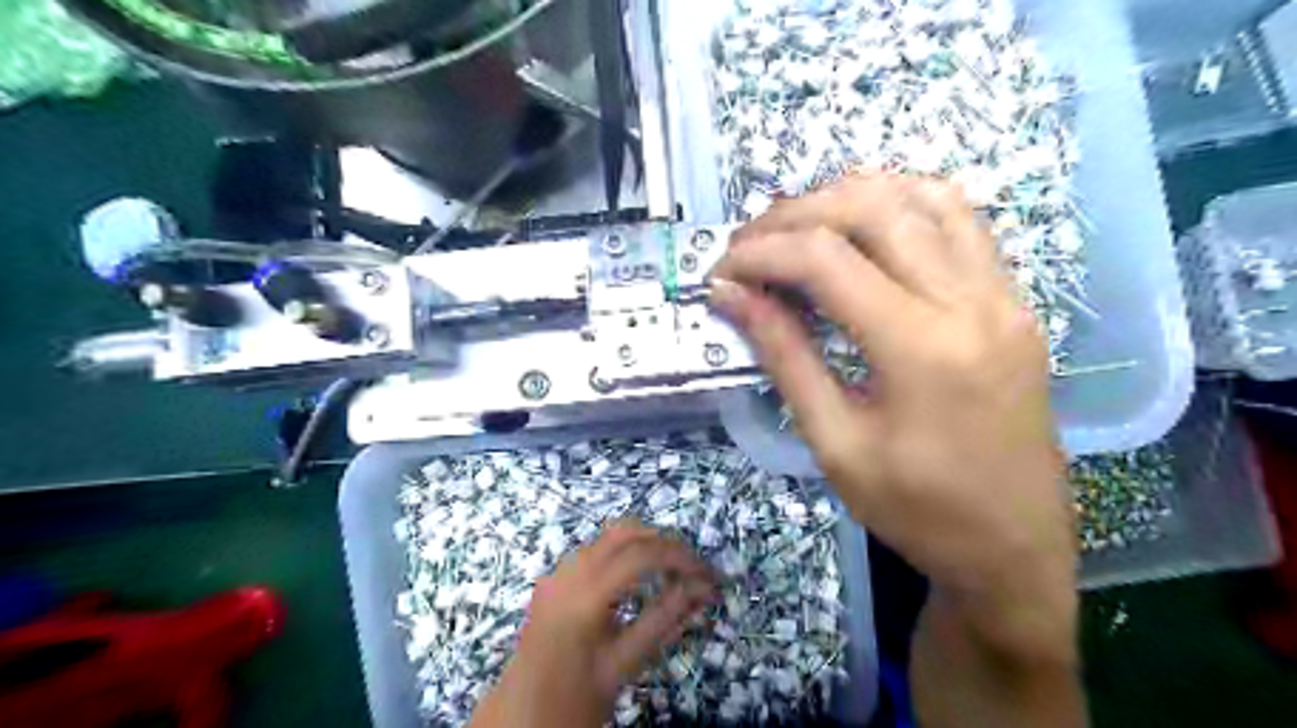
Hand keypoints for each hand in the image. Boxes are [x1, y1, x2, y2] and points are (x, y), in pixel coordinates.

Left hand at [471, 519, 713, 725]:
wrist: (520, 715)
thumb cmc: (574, 698)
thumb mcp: (624, 664)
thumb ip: (664, 620)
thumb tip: (702, 590)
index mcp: (583, 597)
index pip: (641, 554)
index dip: (679, 557)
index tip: (707, 575)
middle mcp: (569, 571)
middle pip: (626, 532)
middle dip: (665, 543)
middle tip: (693, 569)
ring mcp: (558, 570)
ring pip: (610, 535)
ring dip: (645, 544)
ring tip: (673, 571)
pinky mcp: (555, 576)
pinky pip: (596, 549)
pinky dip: (625, 552)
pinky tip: (640, 578)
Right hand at [707, 175, 1073, 662]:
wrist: (1015, 546)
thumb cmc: (917, 511)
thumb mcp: (835, 443)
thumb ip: (784, 356)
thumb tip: (731, 296)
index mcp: (921, 349)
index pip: (825, 259)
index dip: (761, 253)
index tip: (721, 272)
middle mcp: (970, 301)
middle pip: (871, 208)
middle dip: (795, 214)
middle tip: (749, 245)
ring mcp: (1003, 293)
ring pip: (921, 197)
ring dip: (848, 197)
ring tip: (798, 228)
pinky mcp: (1014, 299)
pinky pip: (960, 220)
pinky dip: (901, 204)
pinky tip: (864, 227)